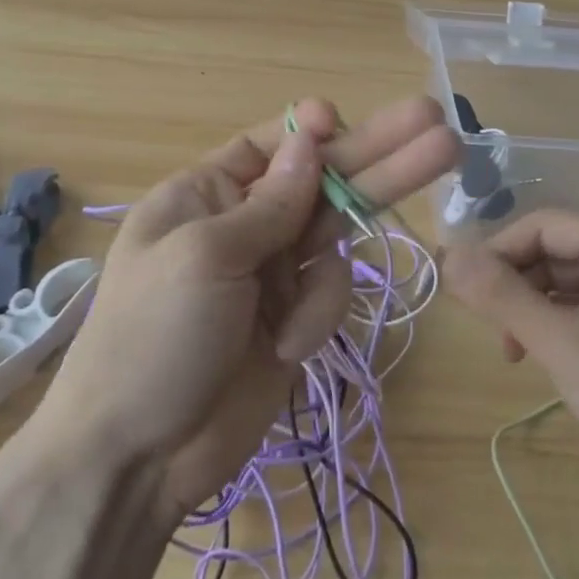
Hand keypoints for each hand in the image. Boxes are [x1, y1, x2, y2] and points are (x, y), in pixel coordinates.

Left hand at [29, 96, 458, 522]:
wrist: (138, 457)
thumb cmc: (155, 336)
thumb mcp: (205, 256)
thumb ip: (269, 201)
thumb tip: (310, 139)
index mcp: (205, 194)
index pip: (270, 145)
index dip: (311, 131)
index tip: (343, 121)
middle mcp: (244, 224)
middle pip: (323, 179)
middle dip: (379, 156)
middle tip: (441, 126)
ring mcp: (273, 271)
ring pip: (335, 240)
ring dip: (337, 266)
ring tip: (297, 327)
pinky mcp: (296, 317)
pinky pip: (331, 294)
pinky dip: (316, 320)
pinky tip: (284, 351)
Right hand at [443, 209, 578, 524]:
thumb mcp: (563, 346)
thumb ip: (501, 297)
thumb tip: (447, 254)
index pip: (539, 225)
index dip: (495, 254)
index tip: (464, 296)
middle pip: (555, 251)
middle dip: (517, 288)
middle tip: (495, 337)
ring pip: (572, 281)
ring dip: (538, 311)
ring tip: (519, 356)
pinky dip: (566, 326)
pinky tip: (556, 360)